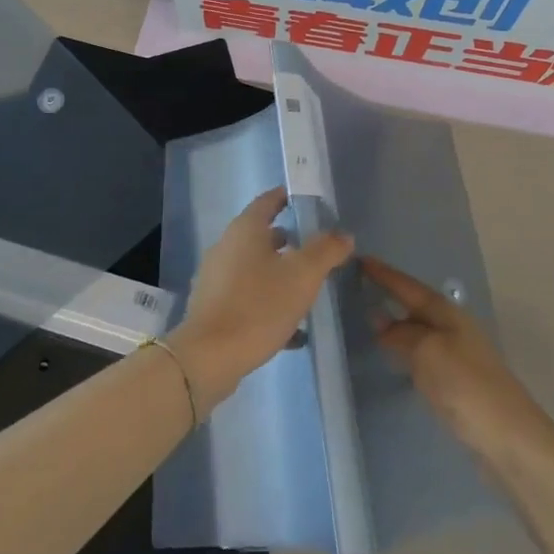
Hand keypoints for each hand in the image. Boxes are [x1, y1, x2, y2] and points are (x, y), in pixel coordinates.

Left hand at [168, 189, 352, 408]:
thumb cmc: (259, 306)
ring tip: (306, 288)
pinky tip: (291, 329)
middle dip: (288, 240)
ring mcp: (216, 278)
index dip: (286, 198)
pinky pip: (247, 296)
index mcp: (245, 230)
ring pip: (254, 267)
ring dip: (279, 273)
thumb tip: (343, 235)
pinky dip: (268, 302)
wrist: (210, 356)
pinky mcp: (213, 306)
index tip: (307, 202)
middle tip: (315, 249)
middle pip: (260, 235)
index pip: (267, 201)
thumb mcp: (303, 276)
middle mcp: (226, 247)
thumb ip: (326, 251)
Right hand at [364, 257, 549, 459]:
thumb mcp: (427, 352)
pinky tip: (393, 355)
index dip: (384, 274)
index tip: (361, 258)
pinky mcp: (457, 380)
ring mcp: (457, 353)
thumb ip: (401, 334)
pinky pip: (423, 352)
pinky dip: (405, 347)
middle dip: (390, 294)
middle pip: (416, 304)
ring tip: (369, 318)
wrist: (508, 437)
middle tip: (359, 285)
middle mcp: (453, 326)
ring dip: (397, 322)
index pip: (408, 286)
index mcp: (447, 313)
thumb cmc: (465, 385)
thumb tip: (380, 321)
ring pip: (419, 329)